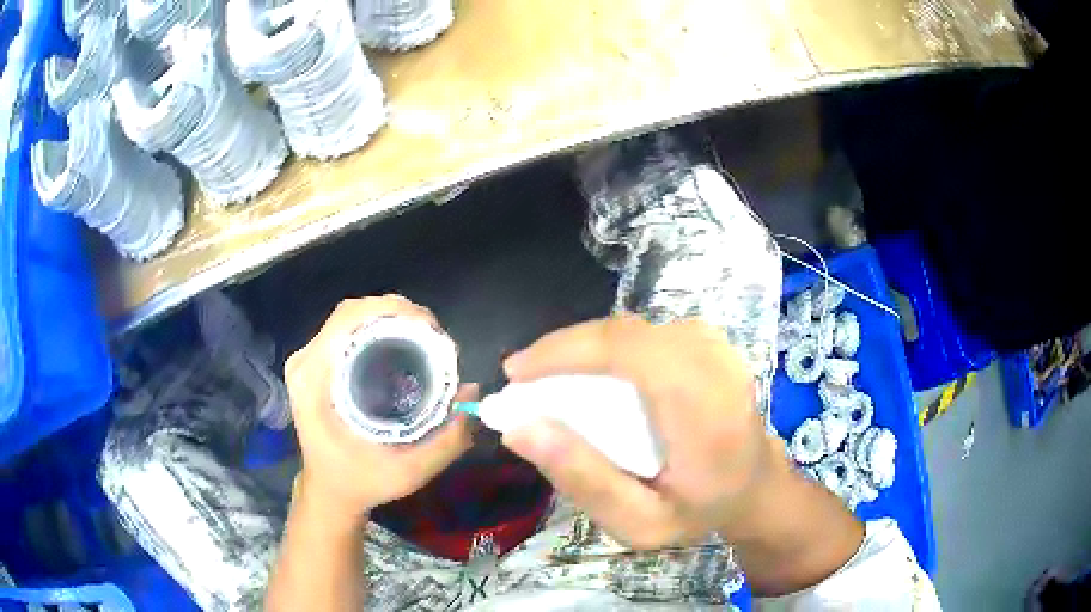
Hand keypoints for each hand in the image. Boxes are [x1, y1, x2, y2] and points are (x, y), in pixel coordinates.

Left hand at [285, 296, 474, 522]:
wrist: (330, 493)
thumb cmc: (362, 483)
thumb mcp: (408, 472)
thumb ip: (446, 440)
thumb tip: (472, 391)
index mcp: (314, 381)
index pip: (348, 320)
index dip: (391, 311)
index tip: (431, 328)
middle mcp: (306, 362)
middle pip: (351, 313)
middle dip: (398, 314)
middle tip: (435, 336)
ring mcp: (309, 361)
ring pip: (351, 318)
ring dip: (390, 320)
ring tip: (425, 339)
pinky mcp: (317, 365)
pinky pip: (349, 332)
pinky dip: (379, 330)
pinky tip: (404, 347)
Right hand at [501, 315, 794, 548]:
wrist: (756, 487)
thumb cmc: (699, 511)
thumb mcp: (637, 521)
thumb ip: (583, 478)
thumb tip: (519, 429)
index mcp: (702, 410)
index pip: (628, 351)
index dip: (564, 351)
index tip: (515, 374)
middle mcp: (714, 365)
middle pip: (623, 333)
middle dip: (564, 350)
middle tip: (524, 381)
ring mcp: (716, 346)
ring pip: (631, 329)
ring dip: (584, 349)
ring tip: (550, 380)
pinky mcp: (710, 341)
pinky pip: (646, 332)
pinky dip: (609, 348)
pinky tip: (593, 375)